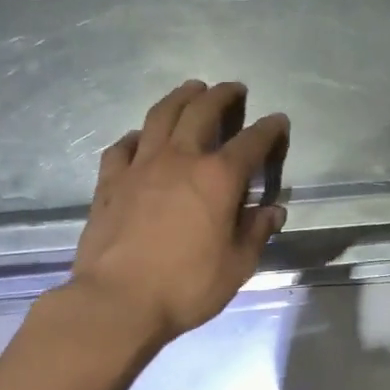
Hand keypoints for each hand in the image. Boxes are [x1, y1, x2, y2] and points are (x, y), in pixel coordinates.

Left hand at [63, 80, 288, 344]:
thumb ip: (256, 232)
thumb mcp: (237, 265)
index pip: (251, 142)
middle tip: (233, 88)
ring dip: (179, 98)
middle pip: (201, 112)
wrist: (117, 301)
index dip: (269, 129)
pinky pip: (123, 146)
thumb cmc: (186, 286)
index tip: (279, 121)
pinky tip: (141, 137)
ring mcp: (140, 167)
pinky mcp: (110, 182)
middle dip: (221, 96)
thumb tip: (272, 211)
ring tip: (190, 89)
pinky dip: (138, 136)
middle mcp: (180, 160)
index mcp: (218, 178)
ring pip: (160, 117)